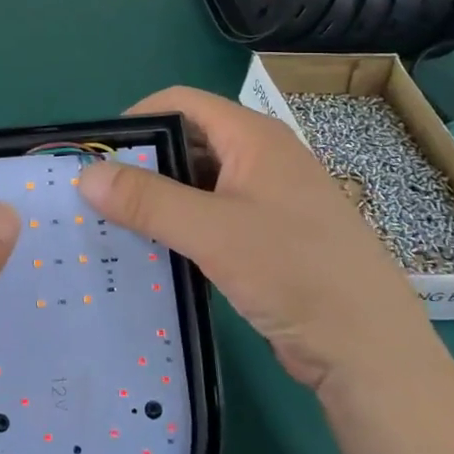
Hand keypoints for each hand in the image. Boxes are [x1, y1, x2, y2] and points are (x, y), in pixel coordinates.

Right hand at [78, 87, 438, 390]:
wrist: (368, 350)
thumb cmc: (293, 272)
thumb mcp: (212, 231)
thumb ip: (147, 199)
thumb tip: (85, 174)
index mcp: (254, 138)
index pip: (182, 103)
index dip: (137, 119)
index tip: (98, 154)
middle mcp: (261, 159)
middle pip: (188, 142)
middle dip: (142, 164)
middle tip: (98, 195)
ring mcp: (267, 199)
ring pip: (198, 184)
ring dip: (159, 200)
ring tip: (115, 225)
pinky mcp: (268, 238)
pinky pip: (212, 218)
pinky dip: (181, 227)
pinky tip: (152, 252)